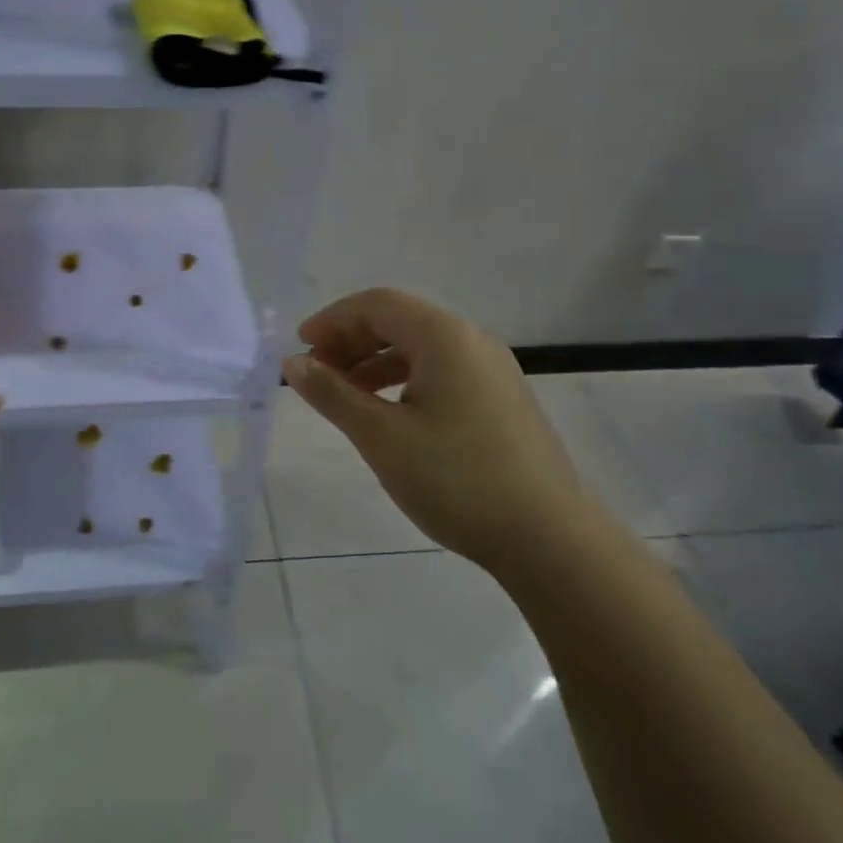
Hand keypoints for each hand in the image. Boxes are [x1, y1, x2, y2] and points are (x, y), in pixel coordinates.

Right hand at [284, 289, 589, 573]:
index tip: (300, 349)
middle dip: (351, 341)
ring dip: (375, 362)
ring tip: (344, 396)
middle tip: (317, 374)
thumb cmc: (456, 479)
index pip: (377, 304)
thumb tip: (293, 363)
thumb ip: (332, 393)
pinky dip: (404, 380)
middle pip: (399, 321)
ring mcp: (493, 370)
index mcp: (445, 336)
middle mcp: (472, 340)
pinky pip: (441, 371)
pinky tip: (389, 413)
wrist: (549, 538)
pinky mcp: (502, 398)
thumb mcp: (381, 436)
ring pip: (420, 348)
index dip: (332, 320)